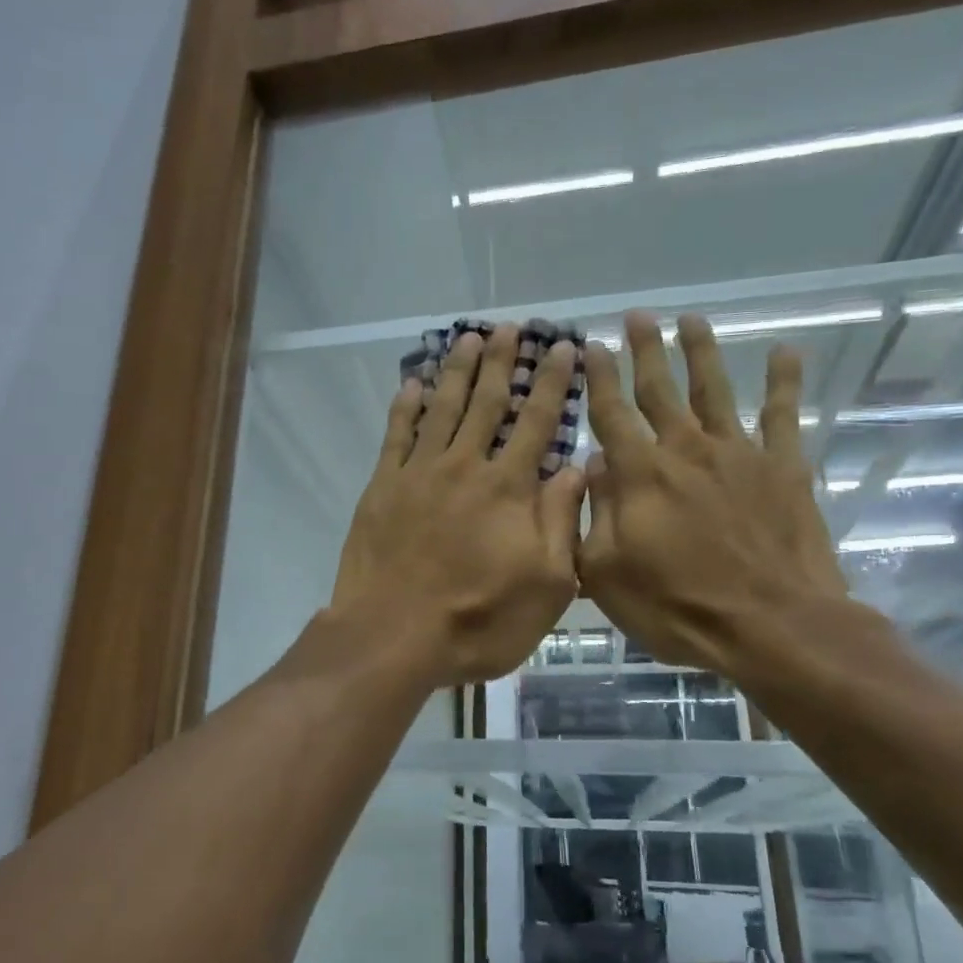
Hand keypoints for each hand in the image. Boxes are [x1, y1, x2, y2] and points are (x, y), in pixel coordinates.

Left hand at [332, 327, 585, 686]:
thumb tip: (580, 467)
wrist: (393, 635)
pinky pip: (396, 435)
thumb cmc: (478, 620)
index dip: (552, 383)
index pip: (537, 422)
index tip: (563, 348)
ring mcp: (419, 473)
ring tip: (470, 339)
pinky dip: (406, 406)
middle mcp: (465, 467)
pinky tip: (413, 384)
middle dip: (503, 362)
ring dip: (458, 372)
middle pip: (487, 403)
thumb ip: (561, 521)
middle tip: (511, 327)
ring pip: (442, 408)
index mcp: (509, 489)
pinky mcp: (382, 487)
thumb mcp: (546, 585)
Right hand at [576, 311, 851, 681]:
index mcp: (641, 474)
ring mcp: (739, 455)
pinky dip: (785, 382)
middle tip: (637, 316)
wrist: (772, 626)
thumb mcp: (606, 572)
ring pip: (715, 390)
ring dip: (701, 352)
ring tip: (692, 319)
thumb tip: (597, 464)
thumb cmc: (677, 607)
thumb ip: (596, 513)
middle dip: (645, 351)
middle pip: (660, 390)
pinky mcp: (784, 468)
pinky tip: (785, 352)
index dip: (599, 377)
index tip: (591, 345)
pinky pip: (783, 415)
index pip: (612, 413)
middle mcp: (686, 450)